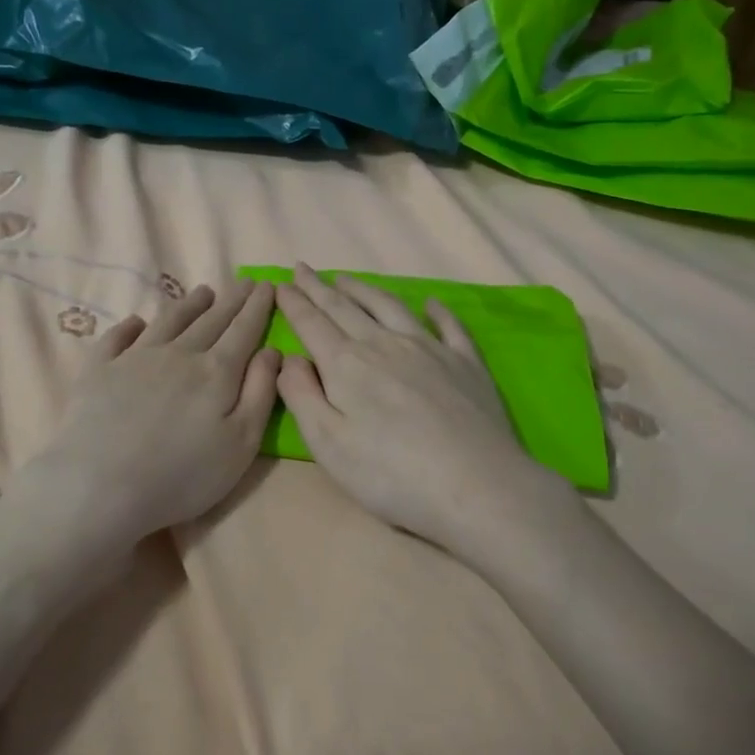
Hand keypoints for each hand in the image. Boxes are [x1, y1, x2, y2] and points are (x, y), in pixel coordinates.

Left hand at [28, 279, 281, 544]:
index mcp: (216, 372)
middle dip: (231, 300)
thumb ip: (260, 393)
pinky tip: (136, 322)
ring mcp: (134, 358)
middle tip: (244, 282)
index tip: (268, 284)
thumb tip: (271, 351)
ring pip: (168, 321)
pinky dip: (130, 325)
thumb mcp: (240, 444)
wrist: (100, 485)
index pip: (243, 330)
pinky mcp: (99, 370)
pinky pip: (117, 337)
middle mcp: (178, 354)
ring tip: (202, 292)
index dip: (258, 307)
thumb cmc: (182, 475)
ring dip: (188, 305)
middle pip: (210, 321)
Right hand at [275, 264, 548, 554]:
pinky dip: (437, 310)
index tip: (280, 284)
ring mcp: (430, 350)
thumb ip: (301, 395)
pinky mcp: (466, 363)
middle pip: (345, 308)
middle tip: (304, 269)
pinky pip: (449, 326)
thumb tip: (290, 358)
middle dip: (320, 288)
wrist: (475, 484)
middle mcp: (385, 345)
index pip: (312, 324)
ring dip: (365, 290)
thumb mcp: (327, 442)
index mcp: (347, 365)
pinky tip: (430, 302)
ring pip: (390, 307)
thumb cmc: (389, 473)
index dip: (294, 303)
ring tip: (347, 278)